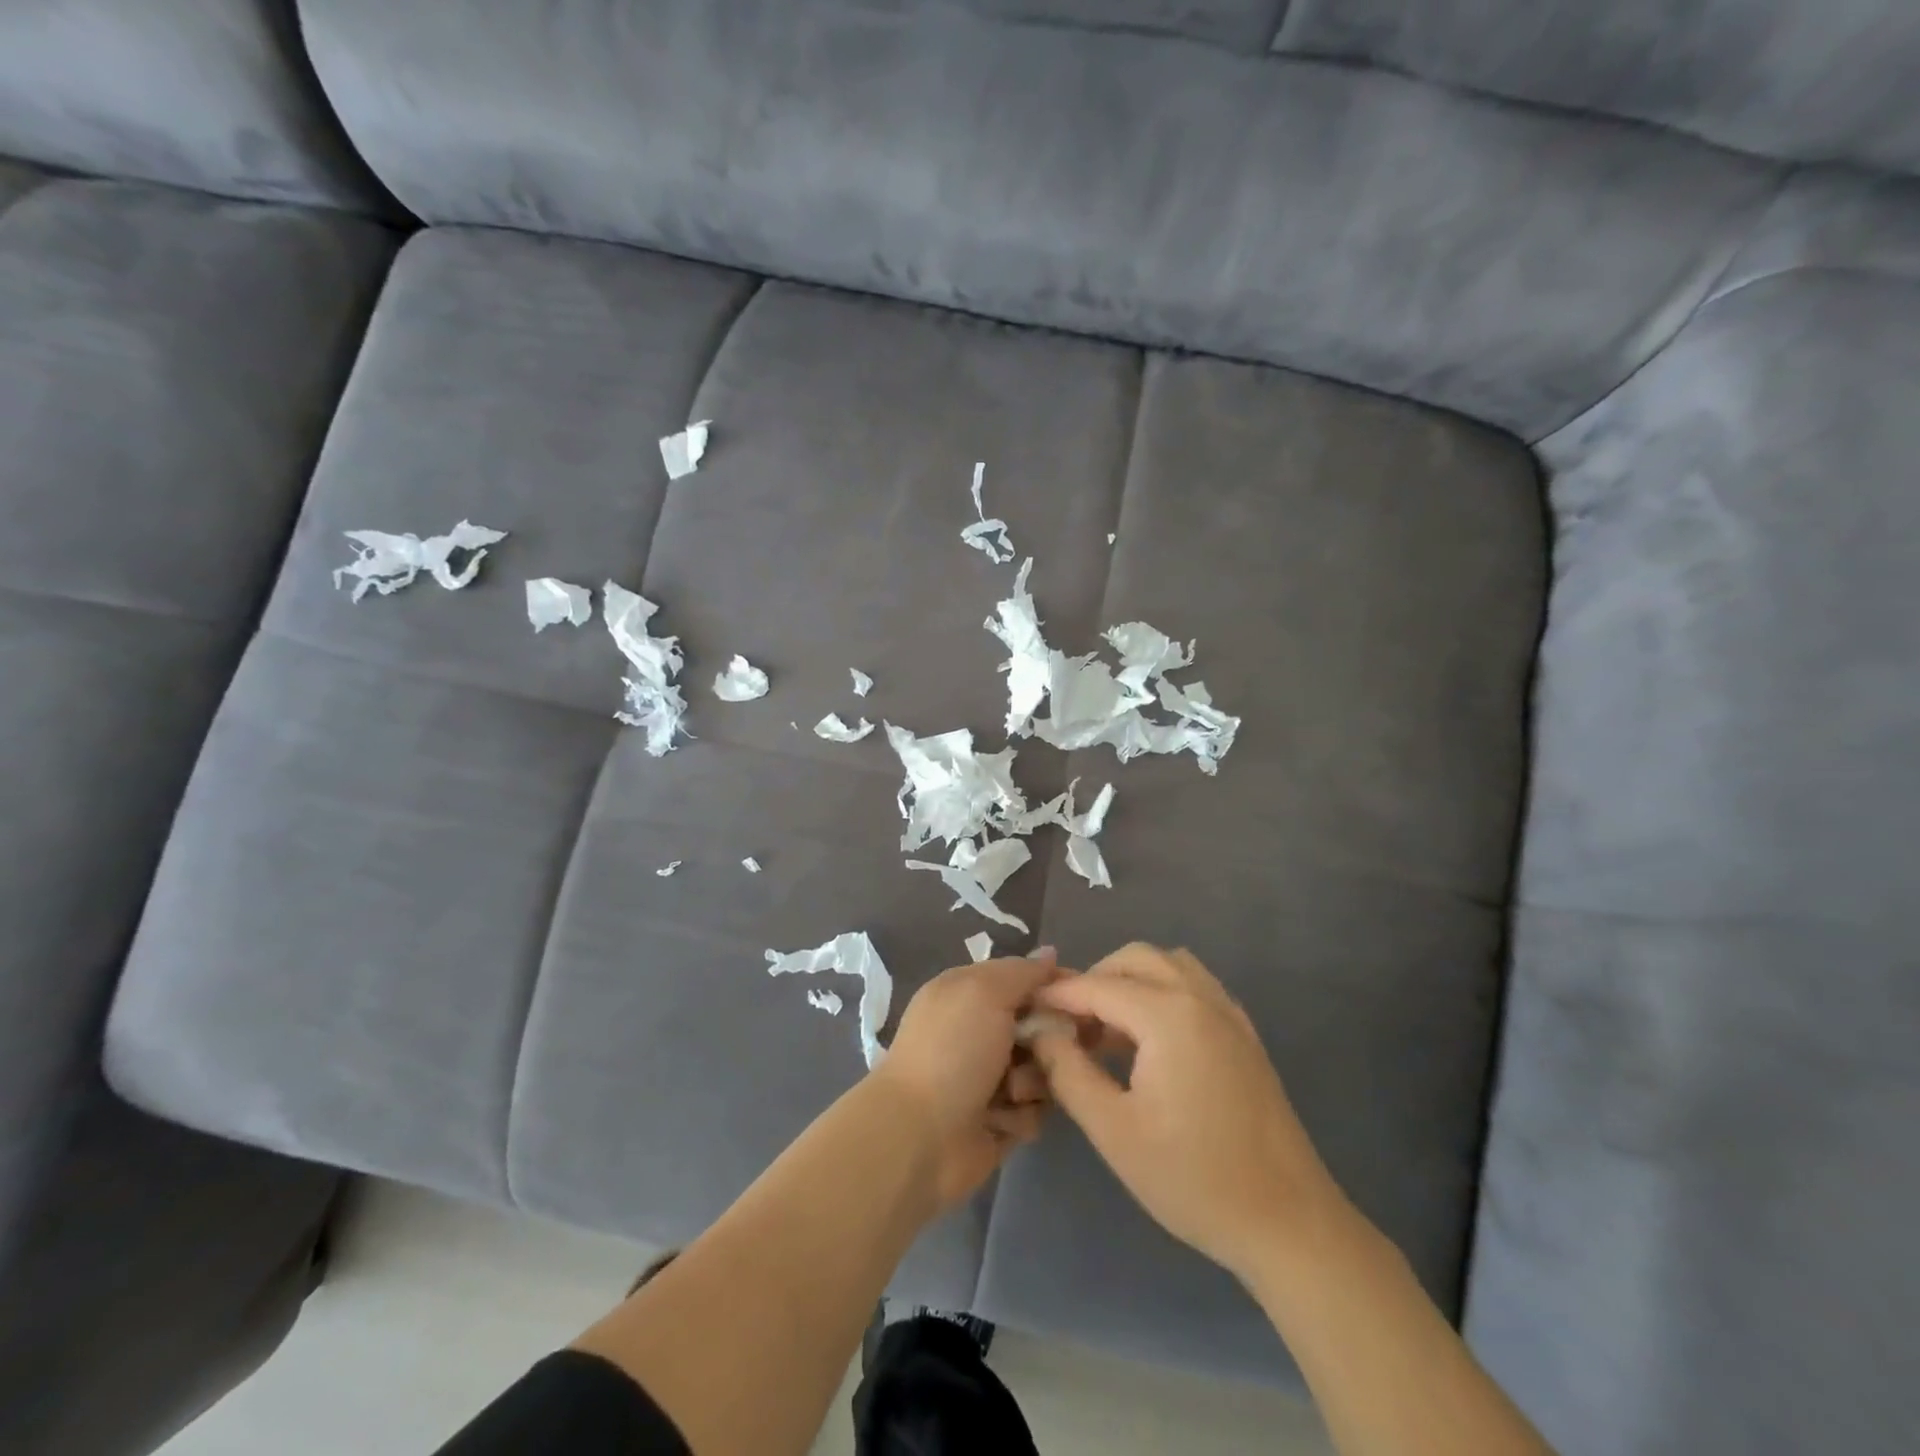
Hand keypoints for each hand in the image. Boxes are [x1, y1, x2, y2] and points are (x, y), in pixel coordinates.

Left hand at [871, 950, 1061, 1209]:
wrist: (919, 1136)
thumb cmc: (951, 1051)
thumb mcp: (984, 993)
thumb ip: (1022, 972)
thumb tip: (1050, 953)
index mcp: (970, 992)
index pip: (1025, 978)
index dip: (1056, 986)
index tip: (1084, 998)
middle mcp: (981, 1030)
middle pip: (1042, 1025)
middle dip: (1050, 1040)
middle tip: (1046, 1051)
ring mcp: (990, 1076)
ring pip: (1043, 1070)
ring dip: (1033, 1082)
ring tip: (1011, 1093)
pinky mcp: (999, 1119)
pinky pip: (1034, 1111)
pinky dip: (1021, 1115)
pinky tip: (999, 1120)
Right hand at [1028, 944, 1345, 1282]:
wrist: (1288, 1223)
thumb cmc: (1193, 1178)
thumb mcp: (1113, 1130)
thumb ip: (1068, 1071)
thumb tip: (1042, 1031)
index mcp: (1168, 1014)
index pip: (1098, 986)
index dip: (1058, 995)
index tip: (1028, 1009)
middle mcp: (1200, 997)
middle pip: (1135, 959)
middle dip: (1095, 980)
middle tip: (1069, 1023)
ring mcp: (1228, 1013)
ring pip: (1169, 965)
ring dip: (1131, 981)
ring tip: (1107, 1028)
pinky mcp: (1244, 1034)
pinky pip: (1195, 986)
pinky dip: (1162, 992)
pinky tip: (1150, 1040)